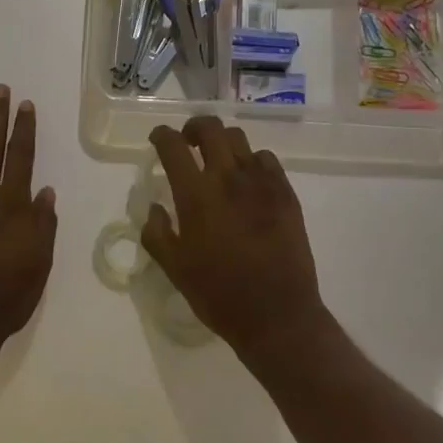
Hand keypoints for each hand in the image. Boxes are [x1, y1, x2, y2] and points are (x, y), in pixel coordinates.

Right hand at [141, 117, 334, 363]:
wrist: (277, 314)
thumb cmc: (219, 294)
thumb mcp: (174, 269)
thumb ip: (157, 233)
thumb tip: (156, 208)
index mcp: (196, 196)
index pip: (173, 146)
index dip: (162, 135)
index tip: (158, 138)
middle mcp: (228, 178)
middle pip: (210, 128)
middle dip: (194, 127)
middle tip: (188, 142)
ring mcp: (261, 183)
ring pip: (239, 139)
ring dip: (223, 143)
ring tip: (219, 160)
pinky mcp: (286, 193)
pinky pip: (267, 159)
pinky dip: (252, 160)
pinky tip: (248, 180)